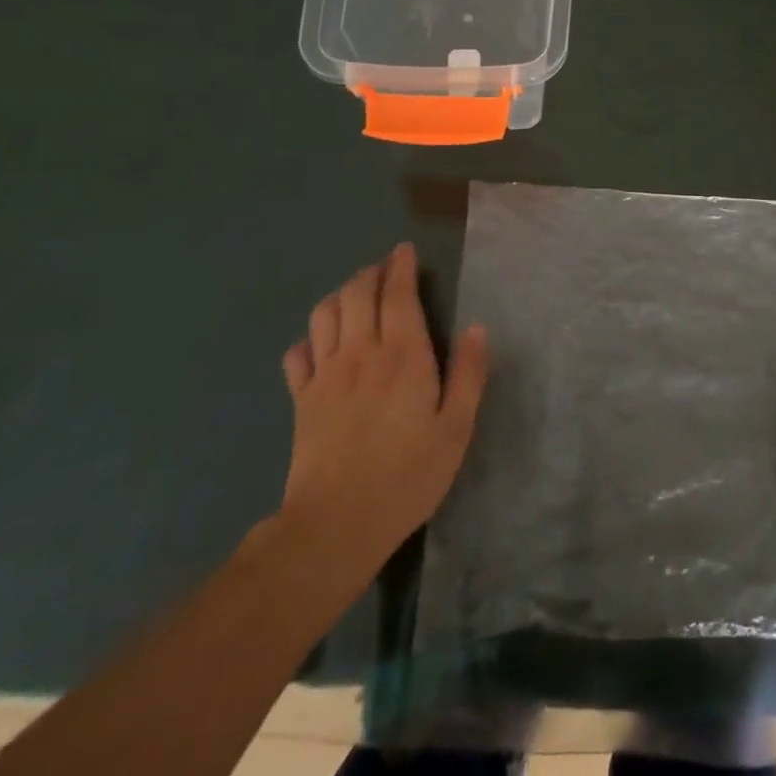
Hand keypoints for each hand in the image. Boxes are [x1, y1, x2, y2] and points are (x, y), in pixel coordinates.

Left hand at [278, 243, 487, 573]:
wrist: (336, 525)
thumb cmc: (407, 476)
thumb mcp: (456, 429)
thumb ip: (469, 374)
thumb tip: (478, 327)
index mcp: (404, 354)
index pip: (398, 293)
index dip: (400, 266)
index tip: (404, 250)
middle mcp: (361, 351)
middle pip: (357, 293)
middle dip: (371, 273)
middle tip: (384, 270)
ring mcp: (325, 374)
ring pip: (324, 314)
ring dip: (340, 296)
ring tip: (354, 298)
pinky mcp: (301, 400)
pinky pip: (297, 354)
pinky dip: (308, 340)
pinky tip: (319, 346)